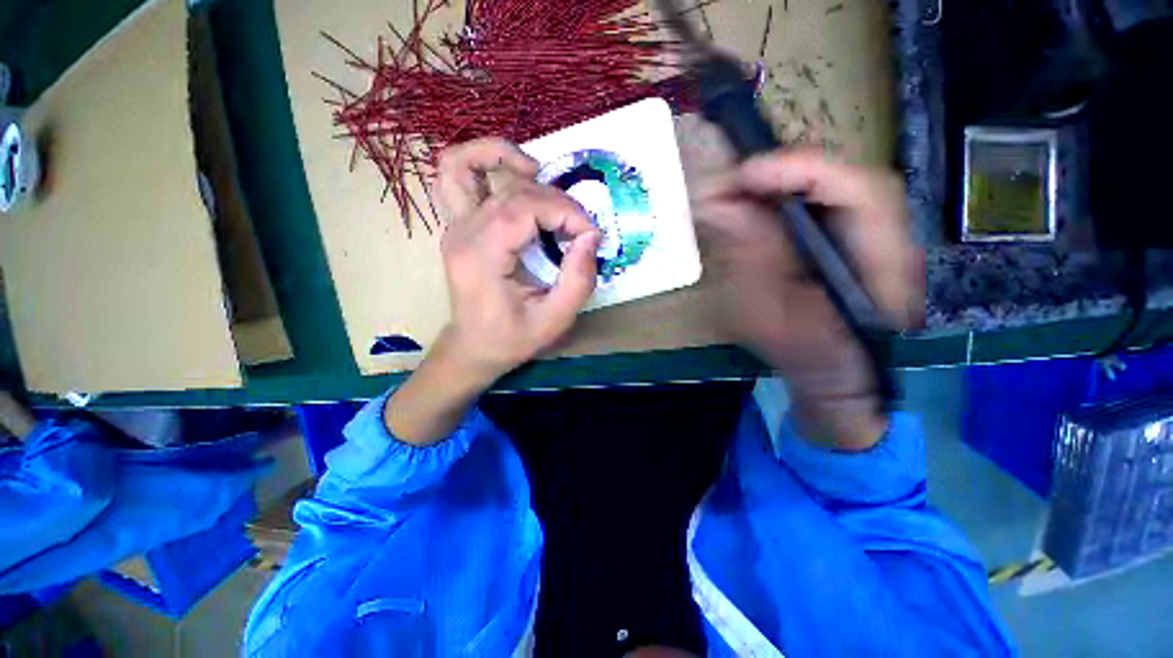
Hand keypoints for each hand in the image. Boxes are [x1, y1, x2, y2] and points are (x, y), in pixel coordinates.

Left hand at [436, 138, 601, 382]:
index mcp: (481, 258)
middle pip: (511, 190)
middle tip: (579, 228)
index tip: (590, 235)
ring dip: (501, 156)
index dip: (565, 213)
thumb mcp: (554, 321)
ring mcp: (453, 226)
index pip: (524, 209)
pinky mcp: (456, 225)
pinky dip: (481, 163)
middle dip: (556, 201)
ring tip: (537, 172)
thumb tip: (591, 238)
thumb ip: (577, 281)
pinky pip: (454, 176)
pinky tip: (512, 175)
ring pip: (463, 164)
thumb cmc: (512, 339)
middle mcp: (461, 234)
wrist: (474, 346)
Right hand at [695, 149, 922, 449]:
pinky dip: (785, 198)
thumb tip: (722, 206)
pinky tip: (756, 204)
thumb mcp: (767, 313)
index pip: (857, 191)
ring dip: (783, 183)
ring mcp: (870, 235)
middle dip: (785, 173)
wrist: (834, 378)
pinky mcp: (850, 239)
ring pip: (832, 187)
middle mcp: (886, 237)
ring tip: (738, 190)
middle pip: (844, 179)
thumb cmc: (801, 355)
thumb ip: (750, 258)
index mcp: (879, 262)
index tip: (745, 175)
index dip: (802, 172)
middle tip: (732, 181)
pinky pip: (820, 204)